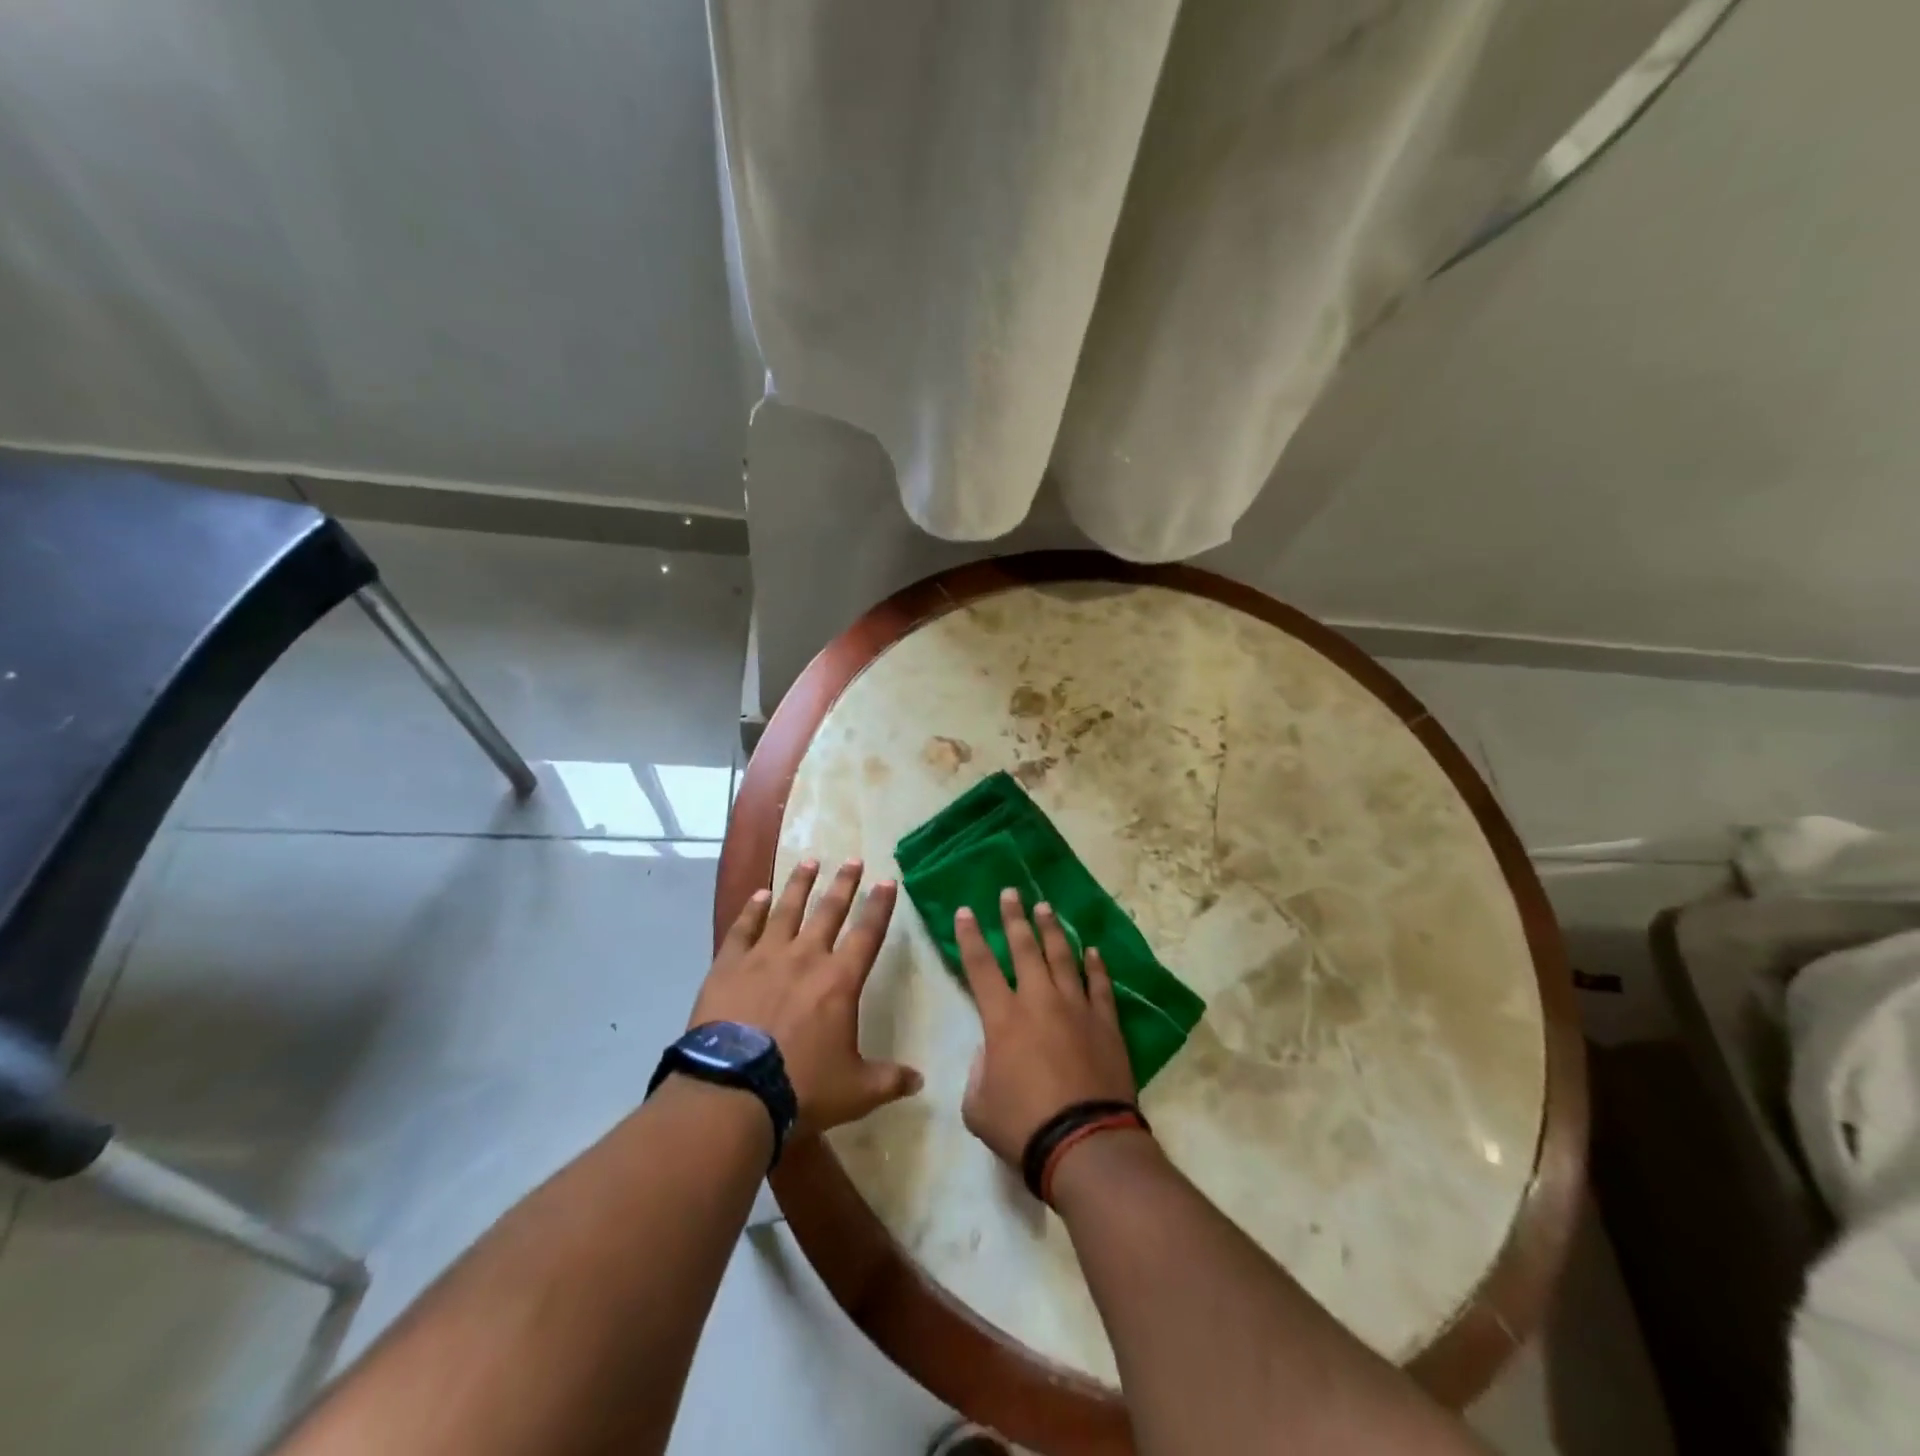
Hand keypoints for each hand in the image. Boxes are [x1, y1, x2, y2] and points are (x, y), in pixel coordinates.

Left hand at [691, 858, 921, 1135]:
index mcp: (839, 981)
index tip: (888, 880)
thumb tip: (921, 1080)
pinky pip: (743, 928)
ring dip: (800, 884)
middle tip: (853, 859)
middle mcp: (806, 957)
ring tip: (809, 861)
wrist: (732, 1092)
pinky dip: (752, 909)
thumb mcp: (855, 1091)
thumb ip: (889, 1080)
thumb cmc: (801, 1088)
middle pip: (829, 911)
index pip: (867, 933)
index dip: (880, 906)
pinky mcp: (729, 966)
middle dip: (844, 884)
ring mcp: (764, 957)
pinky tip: (759, 894)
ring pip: (787, 910)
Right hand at [957, 888, 1136, 1167]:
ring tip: (1045, 907)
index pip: (980, 965)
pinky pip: (1101, 985)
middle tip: (1010, 892)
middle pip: (1025, 948)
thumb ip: (979, 1073)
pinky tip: (1092, 950)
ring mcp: (1077, 1008)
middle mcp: (1039, 1001)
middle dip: (1014, 917)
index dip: (970, 936)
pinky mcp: (1106, 1023)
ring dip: (1052, 930)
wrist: (1085, 1143)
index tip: (965, 911)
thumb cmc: (1024, 1126)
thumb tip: (990, 1053)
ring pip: (1063, 957)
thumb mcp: (979, 1106)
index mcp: (1003, 1018)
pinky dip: (1096, 965)